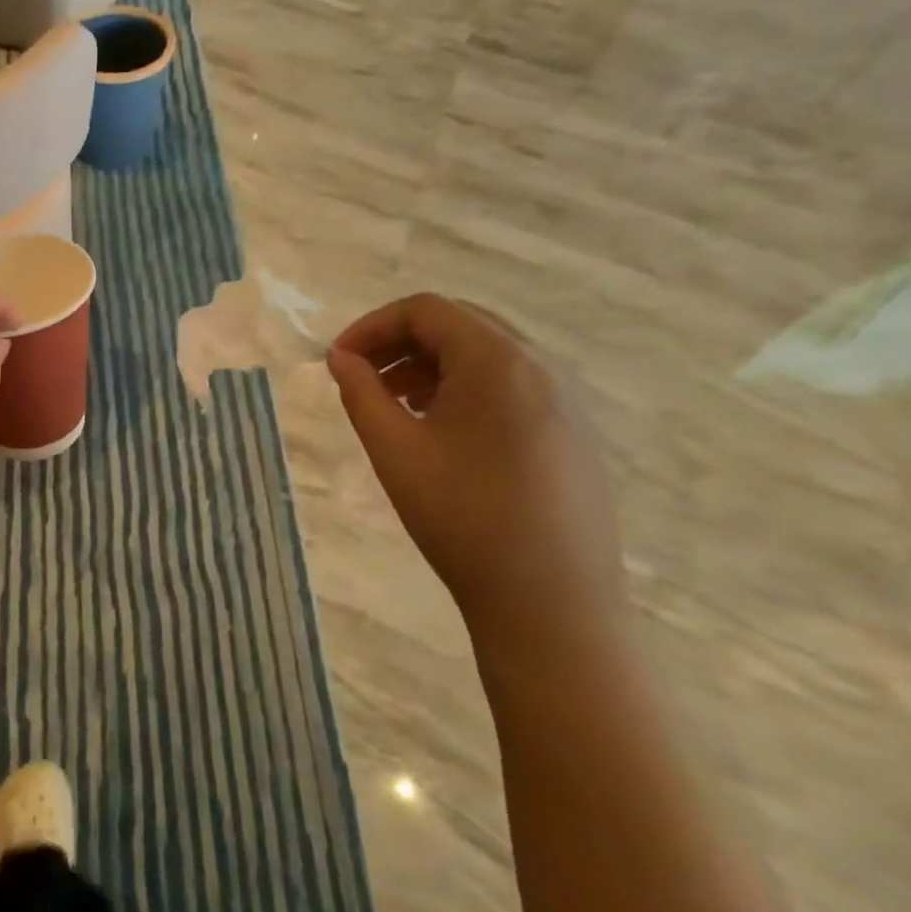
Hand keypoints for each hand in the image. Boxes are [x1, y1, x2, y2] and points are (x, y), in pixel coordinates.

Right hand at [326, 293, 623, 624]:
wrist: (550, 600)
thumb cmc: (462, 517)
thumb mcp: (394, 450)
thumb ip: (361, 393)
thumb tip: (340, 358)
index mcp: (497, 361)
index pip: (426, 310)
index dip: (371, 326)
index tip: (337, 362)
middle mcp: (540, 366)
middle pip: (459, 324)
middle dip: (400, 342)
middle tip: (360, 378)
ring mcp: (566, 399)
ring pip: (486, 356)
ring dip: (431, 365)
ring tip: (394, 405)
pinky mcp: (573, 431)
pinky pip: (511, 385)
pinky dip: (465, 388)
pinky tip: (441, 431)